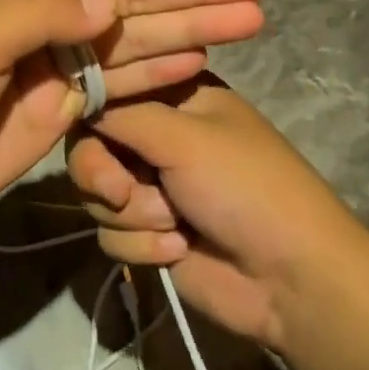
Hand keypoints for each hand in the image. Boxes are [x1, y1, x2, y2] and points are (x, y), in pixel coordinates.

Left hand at [0, 0, 267, 237]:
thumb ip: (41, 14)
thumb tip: (107, 4)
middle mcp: (42, 11)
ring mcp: (55, 61)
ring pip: (134, 37)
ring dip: (190, 27)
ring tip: (250, 17)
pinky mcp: (62, 107)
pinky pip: (121, 83)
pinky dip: (160, 70)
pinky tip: (202, 58)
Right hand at [67, 75, 351, 352]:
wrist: (291, 281)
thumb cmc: (244, 187)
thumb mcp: (183, 137)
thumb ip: (121, 114)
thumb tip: (76, 100)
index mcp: (173, 95)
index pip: (109, 88)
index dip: (90, 109)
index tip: (88, 128)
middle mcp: (158, 134)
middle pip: (91, 145)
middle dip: (102, 173)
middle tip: (121, 191)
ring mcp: (153, 185)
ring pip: (96, 193)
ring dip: (133, 214)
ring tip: (174, 224)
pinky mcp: (150, 233)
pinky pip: (111, 234)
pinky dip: (142, 245)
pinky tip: (179, 250)